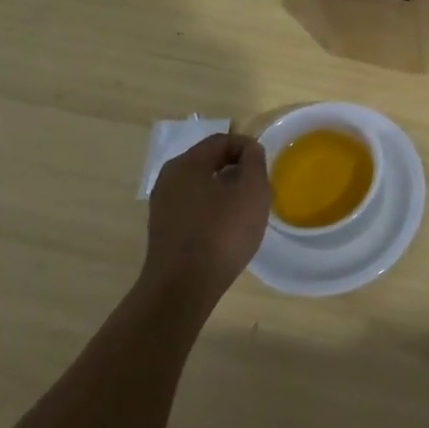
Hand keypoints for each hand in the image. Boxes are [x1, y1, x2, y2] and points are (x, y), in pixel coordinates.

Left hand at [144, 134, 269, 304]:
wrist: (182, 287)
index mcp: (187, 164)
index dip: (247, 146)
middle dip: (236, 168)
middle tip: (259, 186)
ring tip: (246, 209)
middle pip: (208, 161)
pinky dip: (212, 208)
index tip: (265, 165)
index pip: (221, 140)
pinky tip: (226, 228)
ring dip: (225, 189)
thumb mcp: (251, 191)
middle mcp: (169, 178)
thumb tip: (250, 150)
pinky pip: (193, 206)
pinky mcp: (163, 229)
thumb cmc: (222, 233)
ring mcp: (162, 205)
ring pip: (200, 185)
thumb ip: (254, 162)